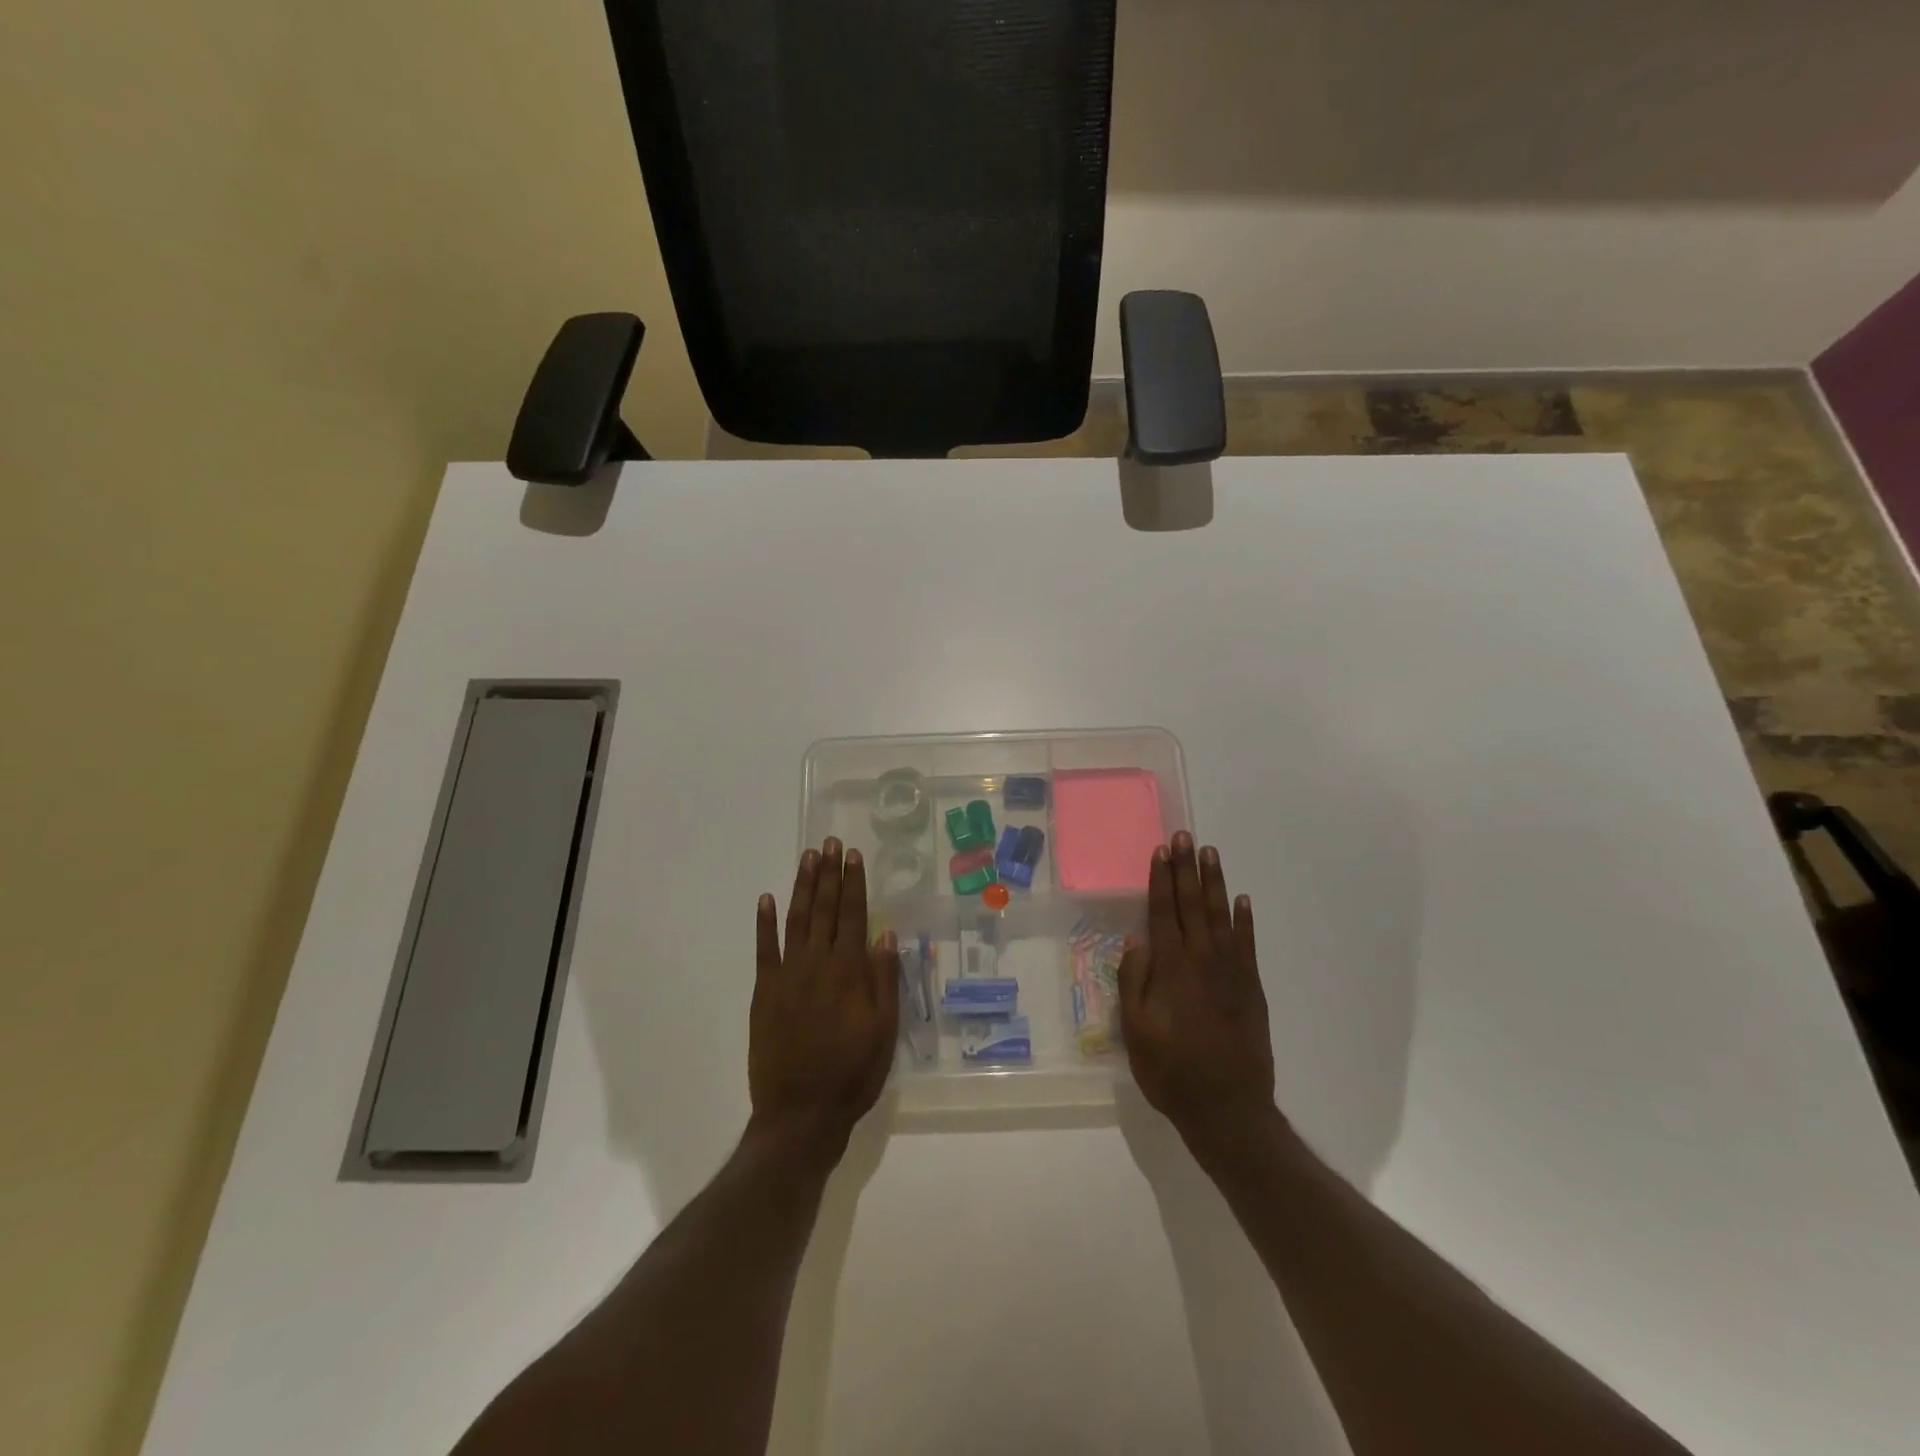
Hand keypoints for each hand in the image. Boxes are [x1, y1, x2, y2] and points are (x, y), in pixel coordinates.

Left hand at [749, 838, 900, 1154]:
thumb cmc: (852, 1074)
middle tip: (829, 843)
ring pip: (796, 920)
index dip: (854, 883)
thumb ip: (885, 980)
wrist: (801, 1113)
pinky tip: (765, 899)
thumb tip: (886, 933)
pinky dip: (764, 923)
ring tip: (807, 858)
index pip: (854, 915)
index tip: (853, 855)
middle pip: (824, 909)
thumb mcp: (884, 1031)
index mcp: (849, 971)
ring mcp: (787, 976)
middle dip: (828, 874)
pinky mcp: (764, 992)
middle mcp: (818, 964)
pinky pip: (764, 950)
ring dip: (802, 887)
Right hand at [1119, 832, 1277, 1152]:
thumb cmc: (1172, 1072)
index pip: (1163, 913)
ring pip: (1221, 916)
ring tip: (1210, 853)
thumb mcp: (1136, 1032)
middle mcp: (1202, 961)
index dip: (1161, 880)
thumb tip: (1135, 941)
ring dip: (1214, 883)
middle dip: (1187, 869)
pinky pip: (1248, 944)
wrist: (1228, 1109)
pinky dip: (1245, 919)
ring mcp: (1231, 972)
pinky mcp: (1251, 988)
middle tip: (1185, 836)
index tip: (1161, 851)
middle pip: (1192, 905)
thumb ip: (1134, 983)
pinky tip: (1241, 899)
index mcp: (1171, 969)